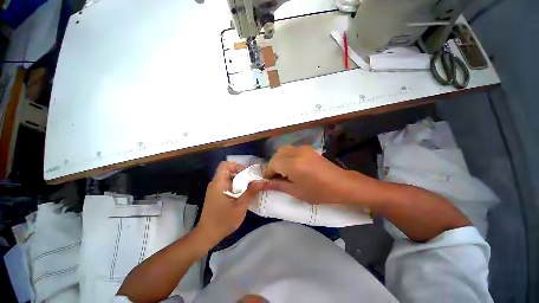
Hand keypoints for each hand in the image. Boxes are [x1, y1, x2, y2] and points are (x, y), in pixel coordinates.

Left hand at [196, 161, 263, 247]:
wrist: (207, 235)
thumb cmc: (223, 220)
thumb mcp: (240, 206)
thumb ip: (251, 191)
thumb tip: (262, 181)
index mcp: (219, 183)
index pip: (225, 164)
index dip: (237, 166)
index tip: (246, 175)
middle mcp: (216, 183)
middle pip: (229, 171)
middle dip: (241, 175)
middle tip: (251, 183)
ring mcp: (215, 189)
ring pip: (229, 178)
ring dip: (240, 181)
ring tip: (249, 189)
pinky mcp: (216, 195)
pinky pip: (227, 185)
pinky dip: (236, 187)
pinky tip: (242, 195)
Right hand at [264, 146, 378, 204]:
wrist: (341, 183)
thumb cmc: (319, 192)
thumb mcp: (296, 191)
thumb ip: (278, 185)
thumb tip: (263, 184)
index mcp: (292, 164)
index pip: (272, 164)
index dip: (268, 173)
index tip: (269, 181)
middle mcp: (295, 152)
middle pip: (276, 155)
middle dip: (273, 166)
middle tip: (277, 177)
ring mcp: (302, 149)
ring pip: (282, 150)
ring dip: (279, 160)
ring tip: (284, 172)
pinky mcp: (307, 148)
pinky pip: (291, 150)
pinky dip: (287, 157)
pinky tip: (293, 166)